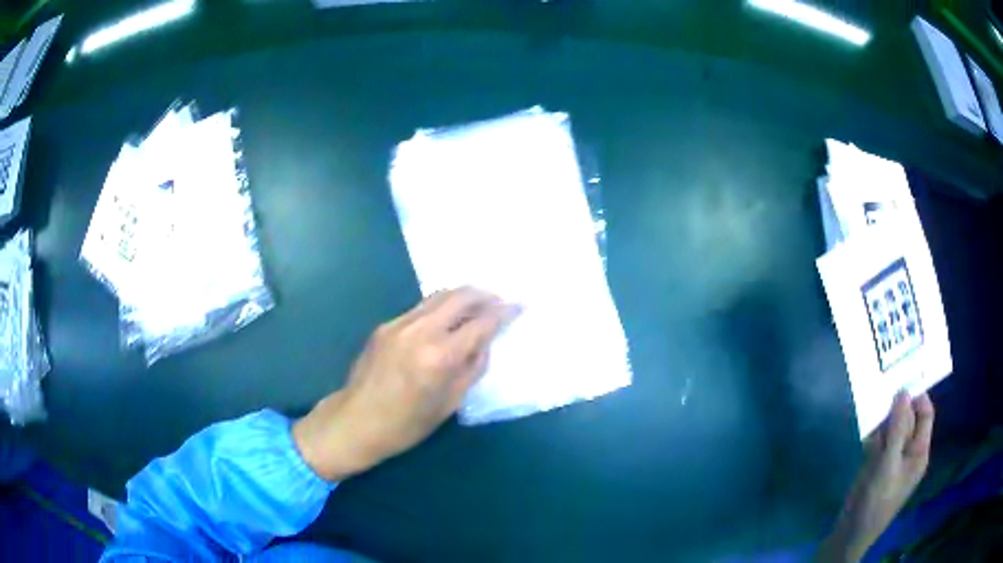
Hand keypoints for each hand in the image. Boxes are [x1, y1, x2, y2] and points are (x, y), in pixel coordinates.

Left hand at [293, 287, 518, 480]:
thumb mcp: (448, 403)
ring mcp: (399, 324)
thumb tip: (483, 342)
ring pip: (438, 295)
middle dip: (485, 294)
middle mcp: (420, 331)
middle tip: (500, 300)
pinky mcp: (386, 325)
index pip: (481, 323)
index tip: (519, 305)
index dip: (504, 312)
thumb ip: (471, 368)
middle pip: (460, 296)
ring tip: (478, 302)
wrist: (355, 421)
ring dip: (463, 295)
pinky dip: (441, 306)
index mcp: (440, 356)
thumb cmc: (406, 425)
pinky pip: (421, 307)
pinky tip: (447, 318)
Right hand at [818, 391, 934, 561]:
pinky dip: (873, 433)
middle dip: (897, 405)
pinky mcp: (877, 465)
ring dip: (883, 418)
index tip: (902, 379)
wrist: (850, 532)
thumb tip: (903, 393)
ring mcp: (892, 459)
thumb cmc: (875, 500)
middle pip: (908, 418)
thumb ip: (897, 429)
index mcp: (919, 451)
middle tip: (883, 388)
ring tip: (872, 405)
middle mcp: (909, 451)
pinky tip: (865, 428)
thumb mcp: (888, 465)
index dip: (917, 396)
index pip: (925, 414)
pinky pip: (879, 441)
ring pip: (892, 428)